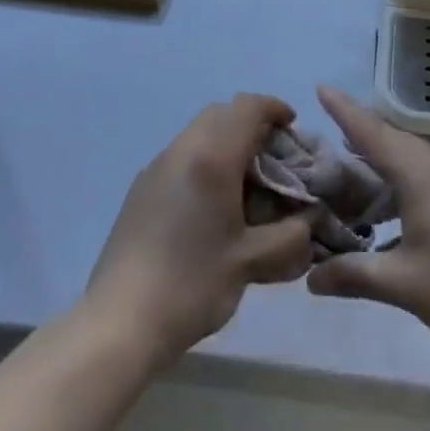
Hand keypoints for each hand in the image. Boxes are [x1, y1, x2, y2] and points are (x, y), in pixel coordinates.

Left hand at [84, 94, 314, 369]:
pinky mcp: (141, 189)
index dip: (275, 109)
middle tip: (274, 157)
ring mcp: (156, 167)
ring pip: (199, 132)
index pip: (248, 107)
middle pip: (222, 113)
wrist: (120, 322)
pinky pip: (182, 155)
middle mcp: (182, 150)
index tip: (293, 127)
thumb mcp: (252, 262)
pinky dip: (206, 159)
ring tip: (247, 183)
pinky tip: (214, 204)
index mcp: (212, 157)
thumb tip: (309, 219)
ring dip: (227, 142)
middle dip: (252, 124)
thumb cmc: (192, 284)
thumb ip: (291, 235)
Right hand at [305, 87, 429, 356]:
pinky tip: (401, 205)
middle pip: (395, 141)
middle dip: (362, 134)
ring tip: (360, 168)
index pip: (373, 134)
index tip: (322, 88)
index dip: (345, 111)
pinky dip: (407, 177)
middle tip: (331, 135)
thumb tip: (310, 279)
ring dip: (386, 158)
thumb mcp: (403, 284)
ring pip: (416, 158)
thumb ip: (355, 275)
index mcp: (421, 176)